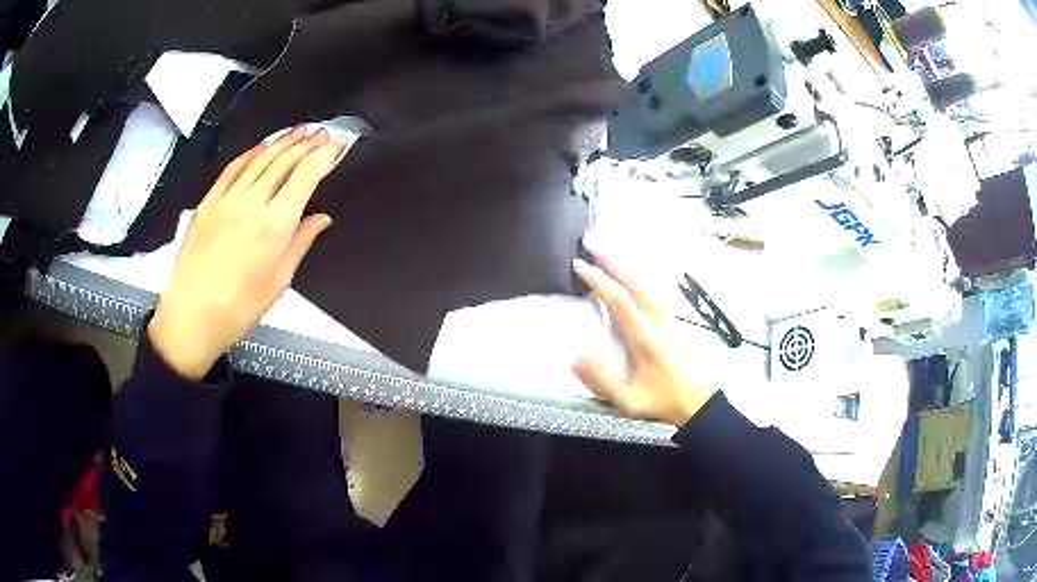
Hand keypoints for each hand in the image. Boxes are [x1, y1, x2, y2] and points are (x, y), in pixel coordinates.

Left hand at [149, 128, 347, 379]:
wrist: (191, 316)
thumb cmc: (239, 307)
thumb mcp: (279, 281)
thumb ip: (301, 242)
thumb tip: (321, 218)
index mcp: (275, 224)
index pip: (306, 175)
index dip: (325, 155)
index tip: (339, 144)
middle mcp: (253, 202)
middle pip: (284, 160)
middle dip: (307, 143)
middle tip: (323, 133)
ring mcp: (227, 198)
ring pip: (260, 158)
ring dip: (282, 141)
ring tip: (299, 131)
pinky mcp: (208, 202)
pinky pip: (233, 168)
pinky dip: (251, 152)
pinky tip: (262, 146)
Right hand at [572, 238, 717, 425]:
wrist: (702, 402)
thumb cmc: (665, 401)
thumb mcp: (630, 401)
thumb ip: (603, 380)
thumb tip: (573, 356)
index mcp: (645, 338)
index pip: (620, 300)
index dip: (599, 280)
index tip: (579, 265)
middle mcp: (658, 320)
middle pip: (635, 280)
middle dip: (612, 257)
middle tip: (590, 239)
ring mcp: (669, 317)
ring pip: (646, 280)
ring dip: (625, 261)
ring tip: (605, 247)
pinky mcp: (674, 319)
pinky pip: (653, 287)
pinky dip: (638, 272)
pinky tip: (631, 268)